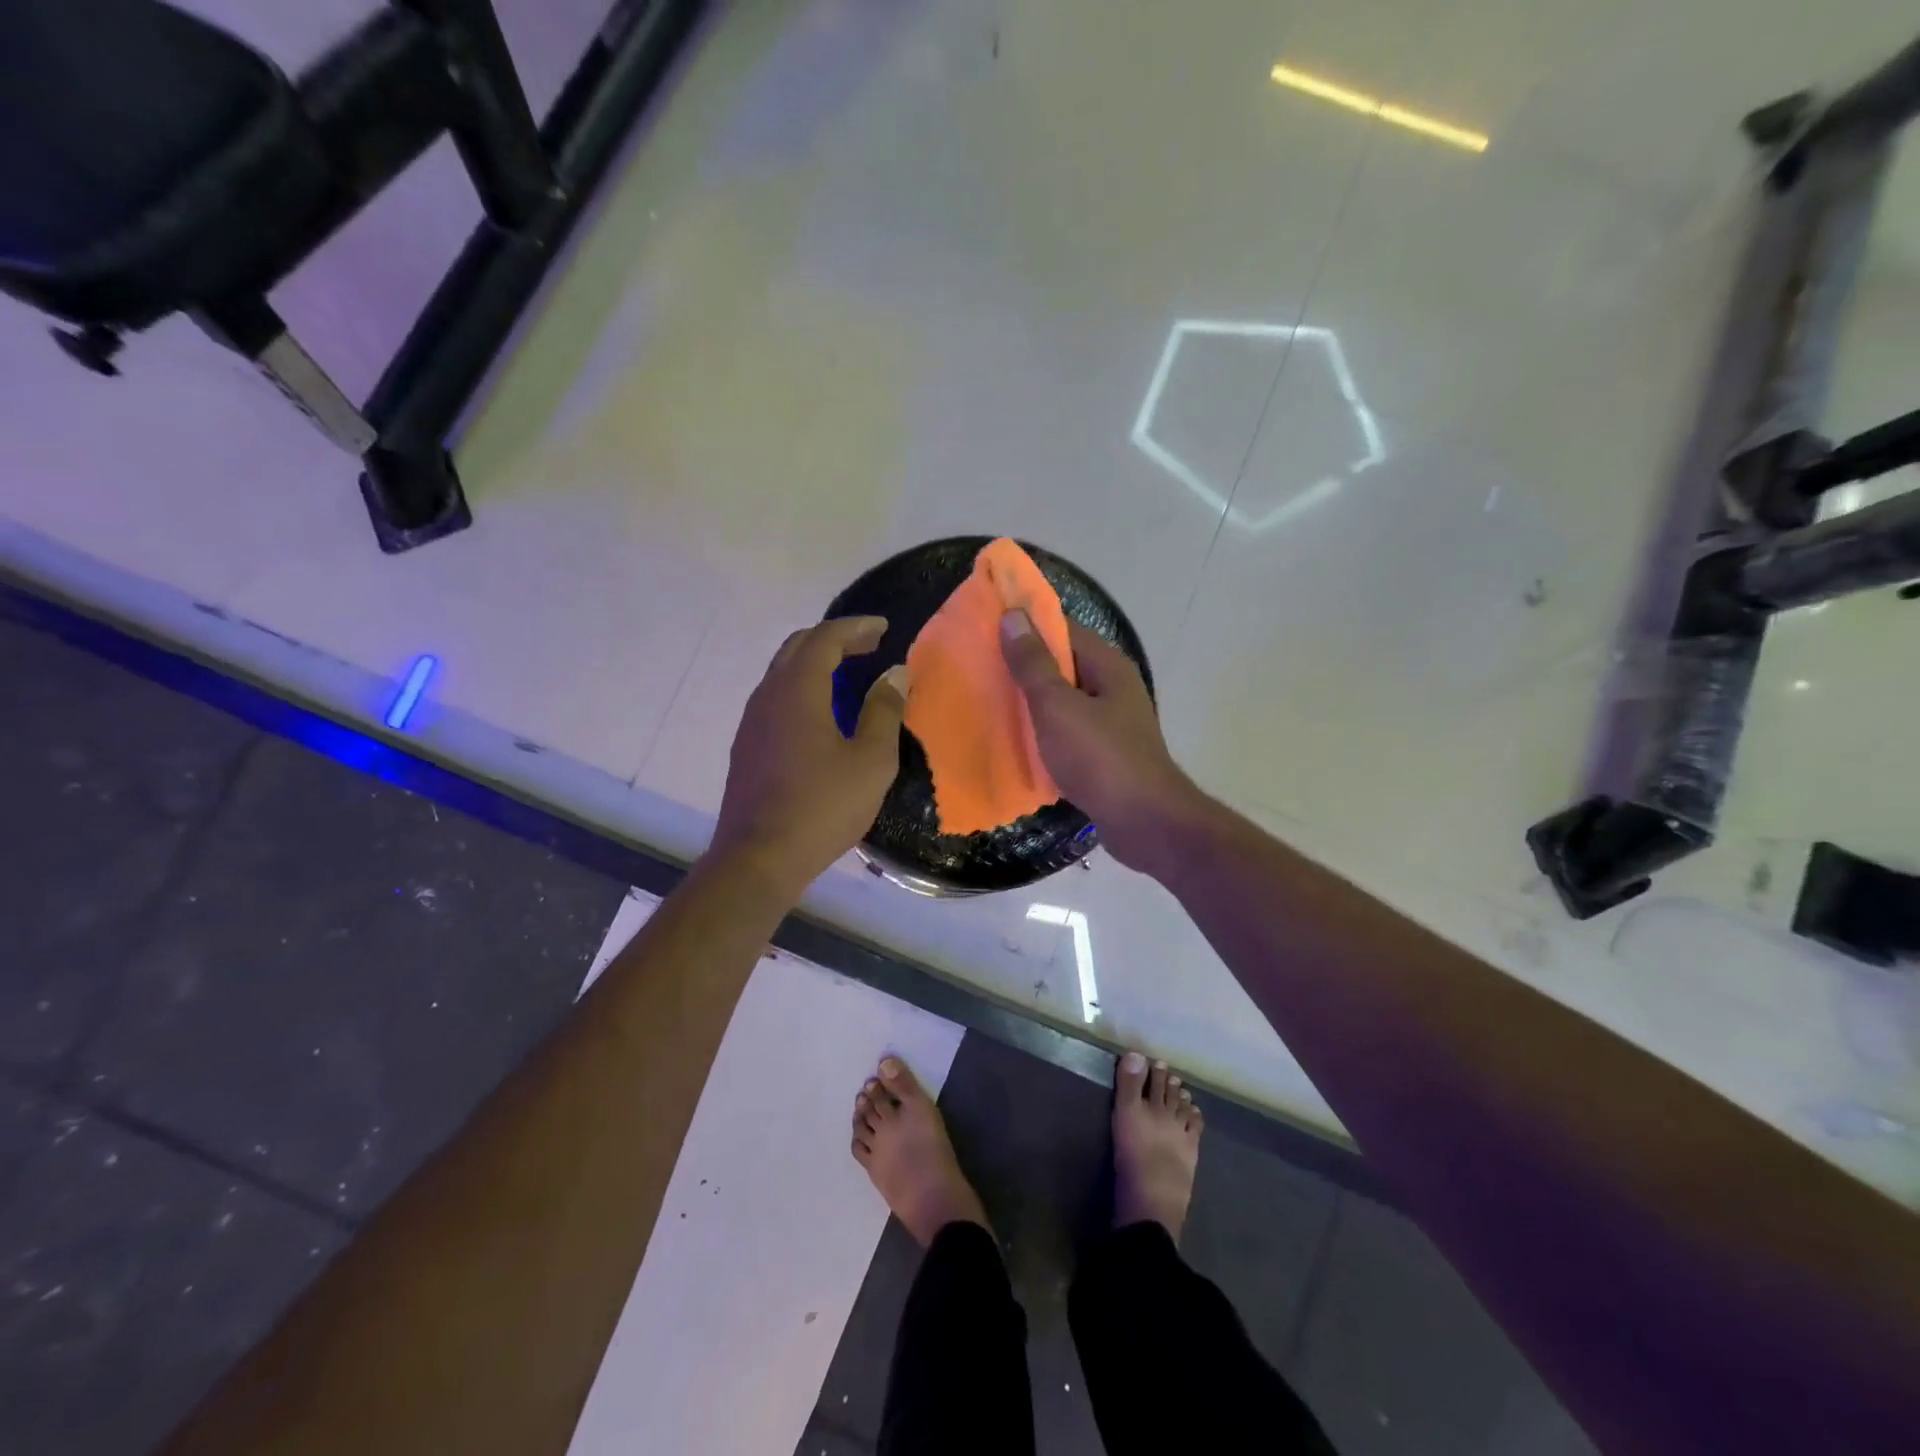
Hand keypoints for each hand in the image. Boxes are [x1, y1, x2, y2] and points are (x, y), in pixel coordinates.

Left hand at [711, 617, 909, 895]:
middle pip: (797, 647)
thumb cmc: (822, 807)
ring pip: (782, 672)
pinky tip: (821, 712)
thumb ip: (884, 711)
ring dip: (815, 663)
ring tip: (848, 674)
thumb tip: (895, 674)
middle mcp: (768, 696)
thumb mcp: (870, 761)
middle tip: (867, 645)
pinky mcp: (746, 746)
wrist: (759, 857)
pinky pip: (776, 698)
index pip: (824, 638)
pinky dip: (802, 687)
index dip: (855, 628)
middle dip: (834, 638)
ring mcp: (752, 722)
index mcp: (797, 691)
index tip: (882, 628)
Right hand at [1000, 611, 1200, 873]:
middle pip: (1063, 666)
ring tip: (987, 702)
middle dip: (1023, 667)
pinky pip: (1066, 734)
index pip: (1063, 630)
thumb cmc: (1100, 757)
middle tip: (978, 668)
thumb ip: (1034, 664)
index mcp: (1108, 666)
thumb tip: (1013, 616)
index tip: (986, 629)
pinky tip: (1013, 742)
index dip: (1026, 627)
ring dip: (1030, 704)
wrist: (1143, 822)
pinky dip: (1042, 734)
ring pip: (1062, 703)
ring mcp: (1111, 724)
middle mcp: (1113, 689)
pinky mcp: (1103, 755)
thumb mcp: (1058, 706)